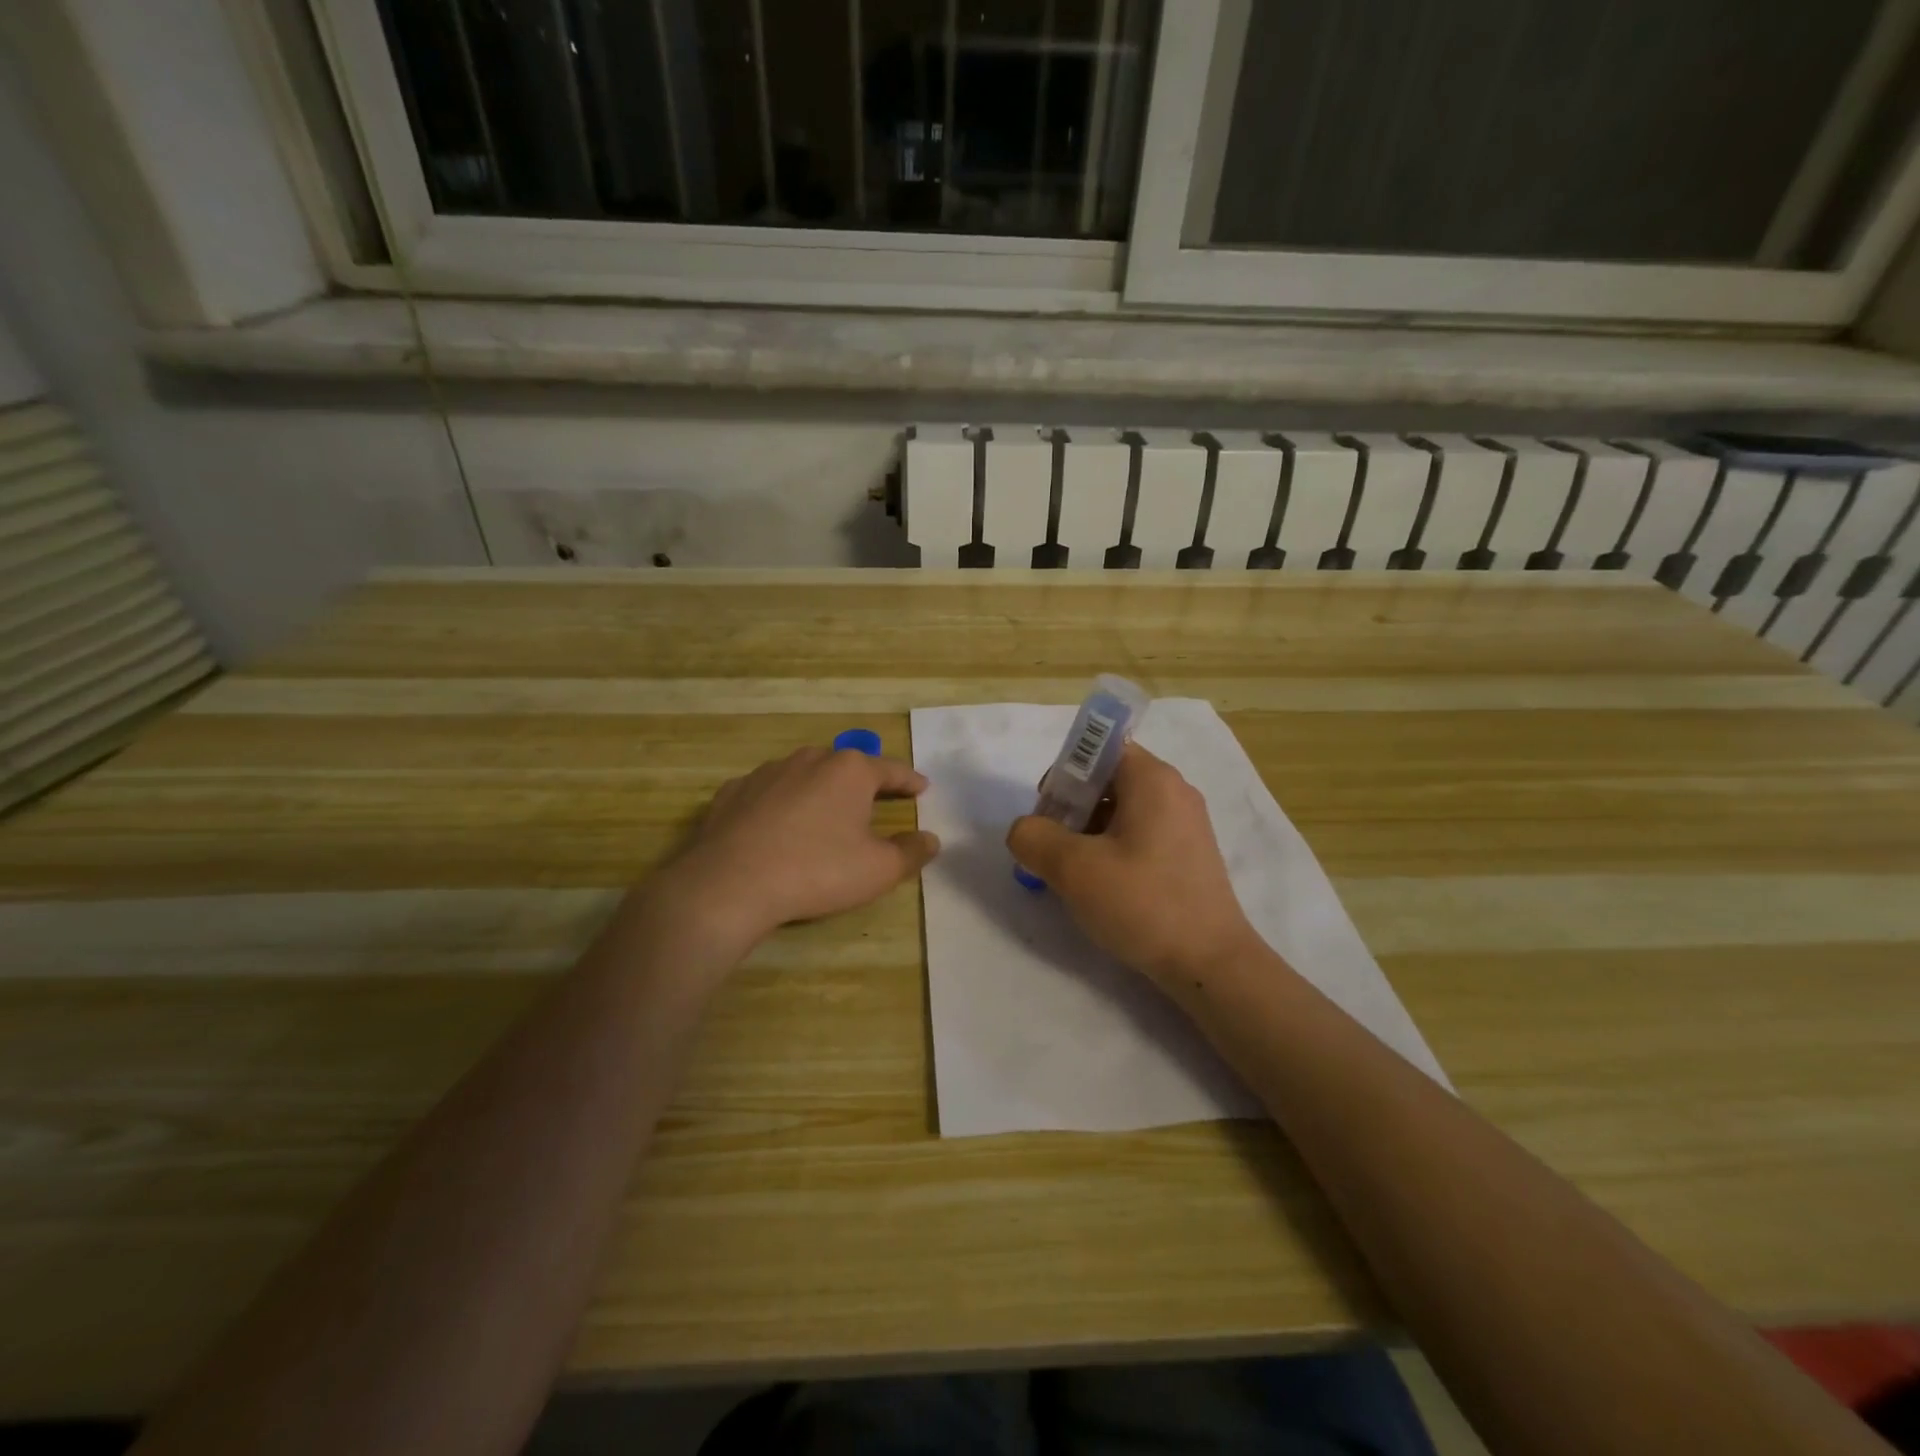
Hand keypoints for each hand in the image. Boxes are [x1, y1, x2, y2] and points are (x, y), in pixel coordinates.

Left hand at [654, 747, 939, 951]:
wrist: (729, 884)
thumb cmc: (817, 871)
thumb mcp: (878, 870)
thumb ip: (911, 852)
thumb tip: (931, 839)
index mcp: (850, 771)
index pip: (892, 770)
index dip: (910, 781)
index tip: (922, 788)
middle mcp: (809, 759)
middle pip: (847, 766)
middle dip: (864, 782)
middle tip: (876, 801)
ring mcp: (766, 772)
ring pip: (804, 775)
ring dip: (819, 790)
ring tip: (825, 814)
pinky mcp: (732, 792)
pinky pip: (768, 793)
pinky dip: (780, 804)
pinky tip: (778, 826)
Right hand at [1007, 743, 1260, 984]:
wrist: (1210, 964)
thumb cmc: (1142, 903)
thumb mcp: (1073, 868)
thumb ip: (1034, 837)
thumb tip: (1025, 830)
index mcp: (1152, 779)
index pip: (1100, 748)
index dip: (1066, 771)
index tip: (1049, 811)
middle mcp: (1174, 791)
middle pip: (1108, 778)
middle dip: (1071, 806)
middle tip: (1053, 847)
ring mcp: (1186, 824)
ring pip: (1122, 809)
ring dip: (1088, 831)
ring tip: (1073, 873)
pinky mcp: (1189, 855)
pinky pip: (1140, 834)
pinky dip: (1113, 849)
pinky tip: (1102, 886)